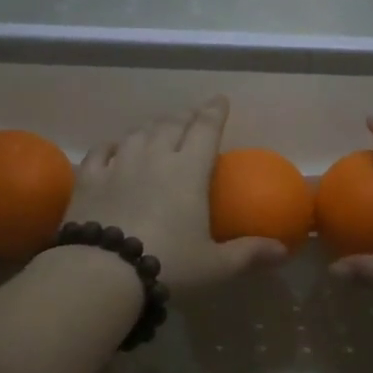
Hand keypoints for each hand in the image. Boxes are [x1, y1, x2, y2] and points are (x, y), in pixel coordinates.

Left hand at [66, 97, 286, 293]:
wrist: (102, 272)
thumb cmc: (168, 264)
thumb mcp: (215, 265)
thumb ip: (249, 254)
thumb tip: (283, 251)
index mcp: (188, 171)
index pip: (205, 129)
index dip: (214, 112)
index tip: (219, 100)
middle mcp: (154, 157)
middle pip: (171, 125)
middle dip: (184, 116)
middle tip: (191, 115)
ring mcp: (118, 165)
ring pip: (137, 134)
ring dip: (151, 127)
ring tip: (157, 129)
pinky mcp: (89, 179)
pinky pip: (101, 151)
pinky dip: (111, 146)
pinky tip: (114, 147)